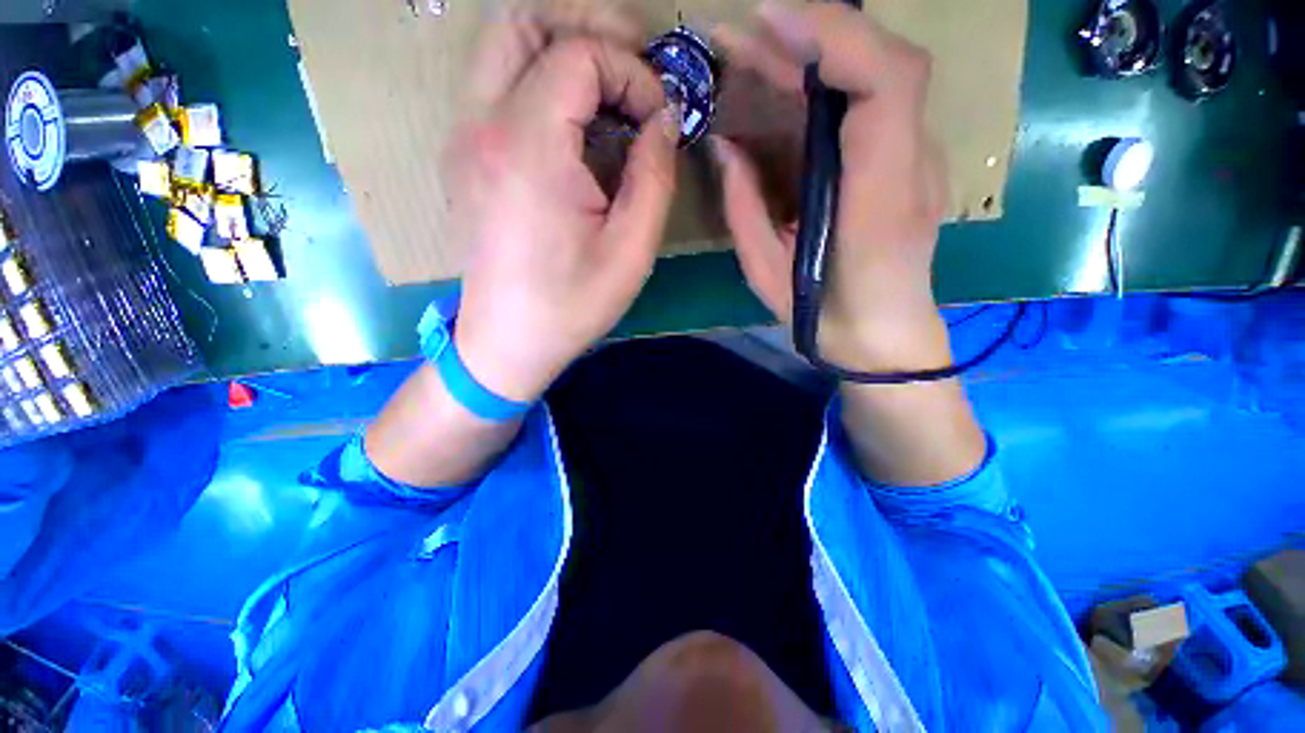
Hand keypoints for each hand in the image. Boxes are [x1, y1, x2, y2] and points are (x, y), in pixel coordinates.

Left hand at [447, 0, 678, 402]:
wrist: (508, 342)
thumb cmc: (571, 305)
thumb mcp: (631, 251)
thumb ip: (655, 176)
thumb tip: (663, 121)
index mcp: (528, 148)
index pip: (579, 54)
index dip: (632, 73)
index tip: (659, 119)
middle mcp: (482, 126)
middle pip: (525, 23)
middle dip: (590, 29)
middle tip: (635, 66)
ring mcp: (464, 138)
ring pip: (504, 47)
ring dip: (563, 50)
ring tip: (610, 90)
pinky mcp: (464, 157)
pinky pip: (498, 87)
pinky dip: (542, 83)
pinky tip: (576, 127)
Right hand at [713, 2, 950, 370]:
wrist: (883, 336)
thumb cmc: (825, 316)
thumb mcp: (769, 273)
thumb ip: (745, 210)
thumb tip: (725, 149)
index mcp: (881, 198)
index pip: (886, 82)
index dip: (832, 35)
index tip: (766, 22)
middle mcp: (910, 163)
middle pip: (878, 65)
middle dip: (806, 37)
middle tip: (738, 36)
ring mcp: (914, 157)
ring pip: (874, 77)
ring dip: (811, 55)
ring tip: (752, 52)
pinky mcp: (903, 161)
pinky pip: (868, 104)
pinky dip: (825, 82)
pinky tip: (785, 84)